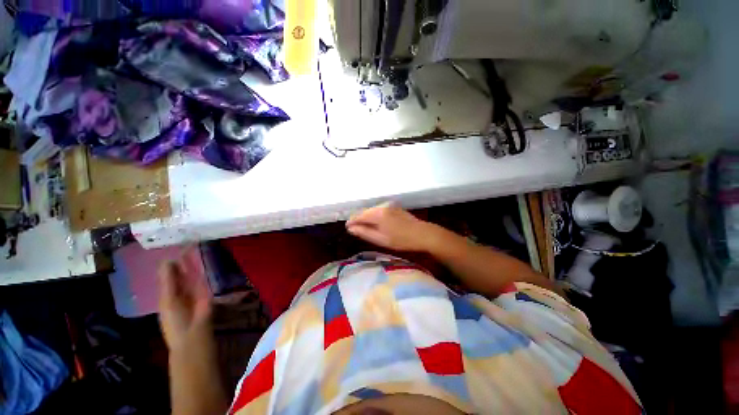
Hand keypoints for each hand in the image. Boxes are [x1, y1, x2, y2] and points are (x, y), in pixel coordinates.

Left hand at [158, 253, 212, 353]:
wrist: (194, 333)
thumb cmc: (176, 319)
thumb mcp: (168, 299)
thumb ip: (168, 281)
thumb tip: (167, 260)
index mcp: (166, 295)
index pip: (167, 277)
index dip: (168, 265)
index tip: (171, 249)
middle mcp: (179, 291)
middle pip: (180, 273)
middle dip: (180, 261)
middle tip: (183, 243)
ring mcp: (193, 290)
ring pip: (191, 273)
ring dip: (191, 263)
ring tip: (193, 246)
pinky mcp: (205, 290)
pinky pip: (202, 277)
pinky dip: (201, 269)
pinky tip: (201, 258)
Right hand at [346, 203, 436, 251]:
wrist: (422, 234)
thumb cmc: (401, 240)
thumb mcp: (380, 239)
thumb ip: (364, 232)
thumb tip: (350, 228)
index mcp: (377, 214)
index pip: (359, 215)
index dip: (352, 222)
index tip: (347, 228)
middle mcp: (382, 206)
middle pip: (365, 211)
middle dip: (358, 219)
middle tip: (354, 229)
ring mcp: (389, 205)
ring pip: (372, 210)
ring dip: (366, 217)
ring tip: (364, 227)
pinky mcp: (394, 207)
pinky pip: (379, 210)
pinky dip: (374, 216)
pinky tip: (376, 223)